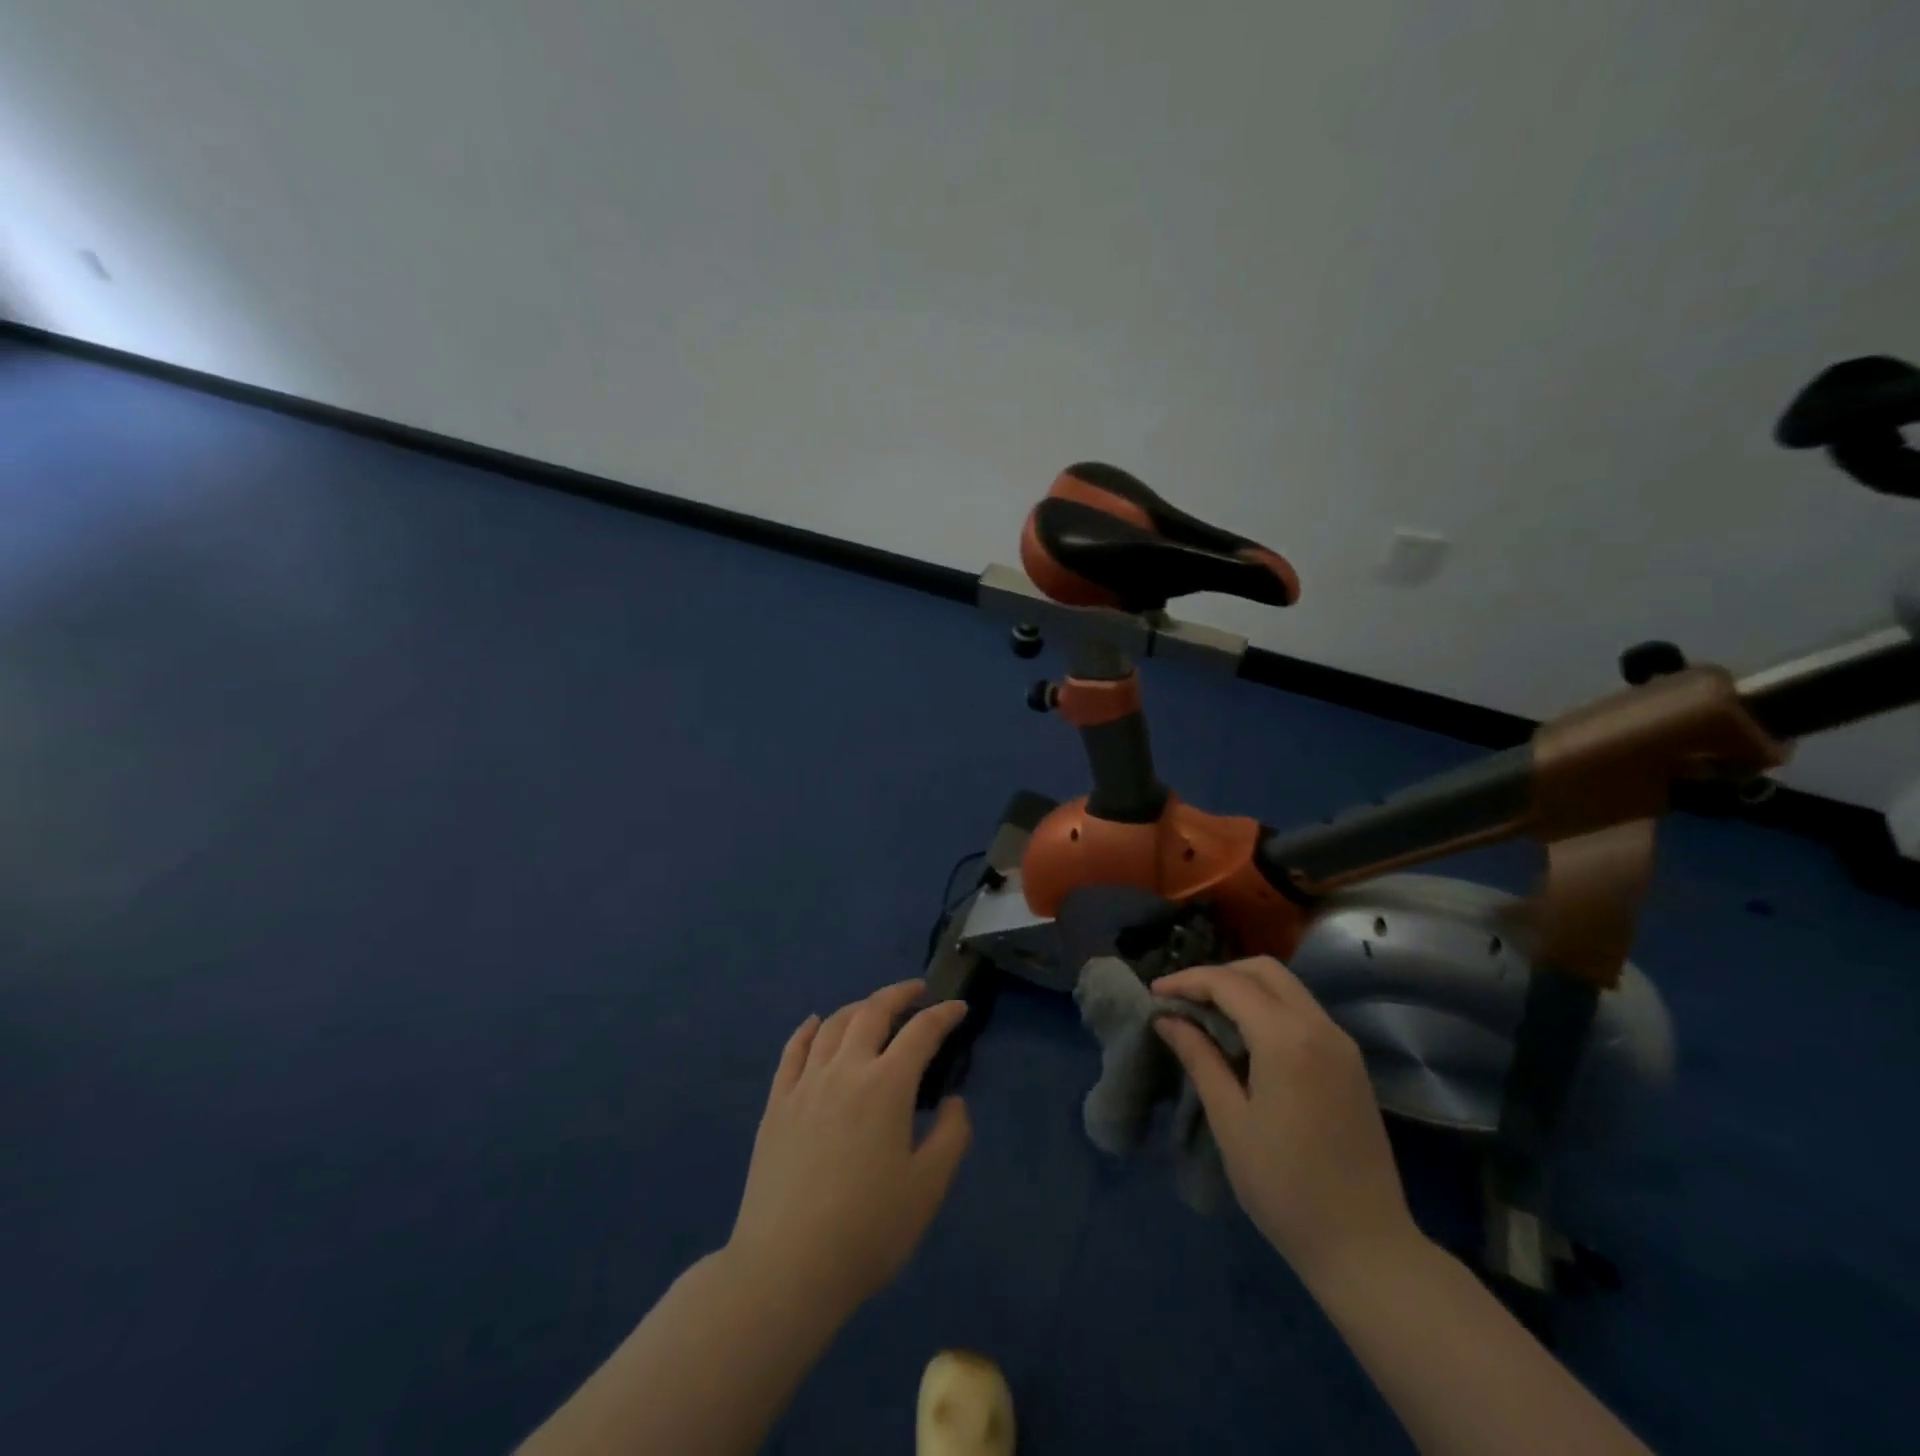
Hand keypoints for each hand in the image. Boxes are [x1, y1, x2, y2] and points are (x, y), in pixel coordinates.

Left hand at [728, 980, 972, 1319]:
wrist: (786, 1267)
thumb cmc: (867, 1230)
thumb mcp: (928, 1188)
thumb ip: (951, 1136)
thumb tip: (953, 1101)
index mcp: (886, 1086)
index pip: (921, 1033)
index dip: (943, 1015)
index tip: (959, 1008)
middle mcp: (845, 1070)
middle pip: (872, 1012)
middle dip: (899, 994)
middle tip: (917, 991)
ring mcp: (805, 1084)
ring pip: (833, 1025)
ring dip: (858, 1007)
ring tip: (873, 1007)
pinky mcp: (777, 1104)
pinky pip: (793, 1051)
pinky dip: (808, 1030)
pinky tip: (815, 1023)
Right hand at [1152, 958, 1418, 1283]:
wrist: (1366, 1247)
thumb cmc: (1285, 1186)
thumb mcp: (1230, 1120)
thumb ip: (1199, 1058)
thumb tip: (1167, 1019)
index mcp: (1287, 1039)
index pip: (1229, 983)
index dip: (1187, 981)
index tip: (1154, 994)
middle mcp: (1319, 1027)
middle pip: (1263, 970)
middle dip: (1218, 975)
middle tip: (1184, 1000)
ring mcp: (1341, 1044)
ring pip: (1287, 987)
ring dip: (1244, 988)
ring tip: (1207, 1015)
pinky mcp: (1350, 1063)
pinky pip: (1303, 1012)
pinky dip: (1268, 1008)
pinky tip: (1245, 1038)